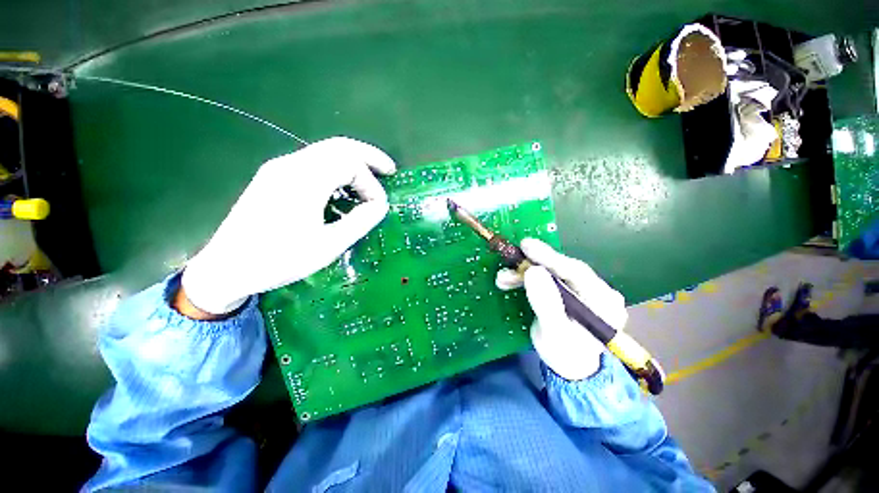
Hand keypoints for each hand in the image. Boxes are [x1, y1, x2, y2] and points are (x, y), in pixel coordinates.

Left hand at [181, 137, 396, 314]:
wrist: (225, 268)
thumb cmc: (279, 260)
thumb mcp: (328, 245)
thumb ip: (360, 222)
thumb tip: (380, 205)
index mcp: (303, 180)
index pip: (350, 163)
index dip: (371, 183)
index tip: (378, 207)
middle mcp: (290, 165)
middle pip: (338, 146)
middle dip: (368, 156)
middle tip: (389, 171)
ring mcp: (279, 168)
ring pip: (326, 152)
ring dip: (353, 162)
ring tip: (370, 180)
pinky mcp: (274, 177)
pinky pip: (314, 163)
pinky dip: (337, 170)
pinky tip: (343, 189)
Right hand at [496, 238, 627, 380]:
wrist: (570, 367)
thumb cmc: (565, 355)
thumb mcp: (554, 334)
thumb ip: (546, 304)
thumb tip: (533, 271)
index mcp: (604, 303)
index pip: (577, 273)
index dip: (550, 257)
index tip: (527, 246)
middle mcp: (599, 291)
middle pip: (563, 269)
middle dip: (532, 265)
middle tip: (510, 262)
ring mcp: (584, 290)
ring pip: (552, 272)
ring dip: (525, 273)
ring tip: (503, 278)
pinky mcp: (570, 290)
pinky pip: (548, 278)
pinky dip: (528, 278)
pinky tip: (511, 281)